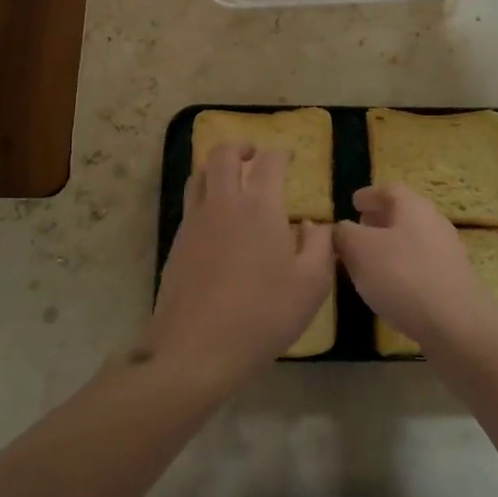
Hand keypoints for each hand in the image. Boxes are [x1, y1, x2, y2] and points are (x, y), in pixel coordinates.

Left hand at [145, 143, 334, 389]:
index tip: (290, 159)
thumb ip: (320, 246)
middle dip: (242, 147)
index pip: (269, 161)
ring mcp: (195, 221)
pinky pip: (190, 203)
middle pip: (224, 153)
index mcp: (260, 205)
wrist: (197, 349)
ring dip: (218, 167)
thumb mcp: (311, 285)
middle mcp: (224, 202)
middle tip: (255, 156)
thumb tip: (314, 224)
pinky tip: (217, 220)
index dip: (282, 154)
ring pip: (200, 174)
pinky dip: (204, 195)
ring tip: (233, 181)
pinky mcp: (177, 242)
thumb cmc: (263, 315)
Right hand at [333, 183, 497, 351]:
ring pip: (413, 239)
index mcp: (413, 207)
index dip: (369, 195)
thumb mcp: (359, 251)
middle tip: (358, 229)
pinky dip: (403, 267)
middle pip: (404, 213)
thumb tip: (341, 228)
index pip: (389, 190)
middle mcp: (434, 223)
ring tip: (369, 261)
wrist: (456, 325)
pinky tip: (390, 287)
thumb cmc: (402, 277)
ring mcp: (448, 253)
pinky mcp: (453, 281)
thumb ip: (344, 234)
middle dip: (379, 219)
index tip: (353, 203)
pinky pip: (422, 264)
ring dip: (391, 245)